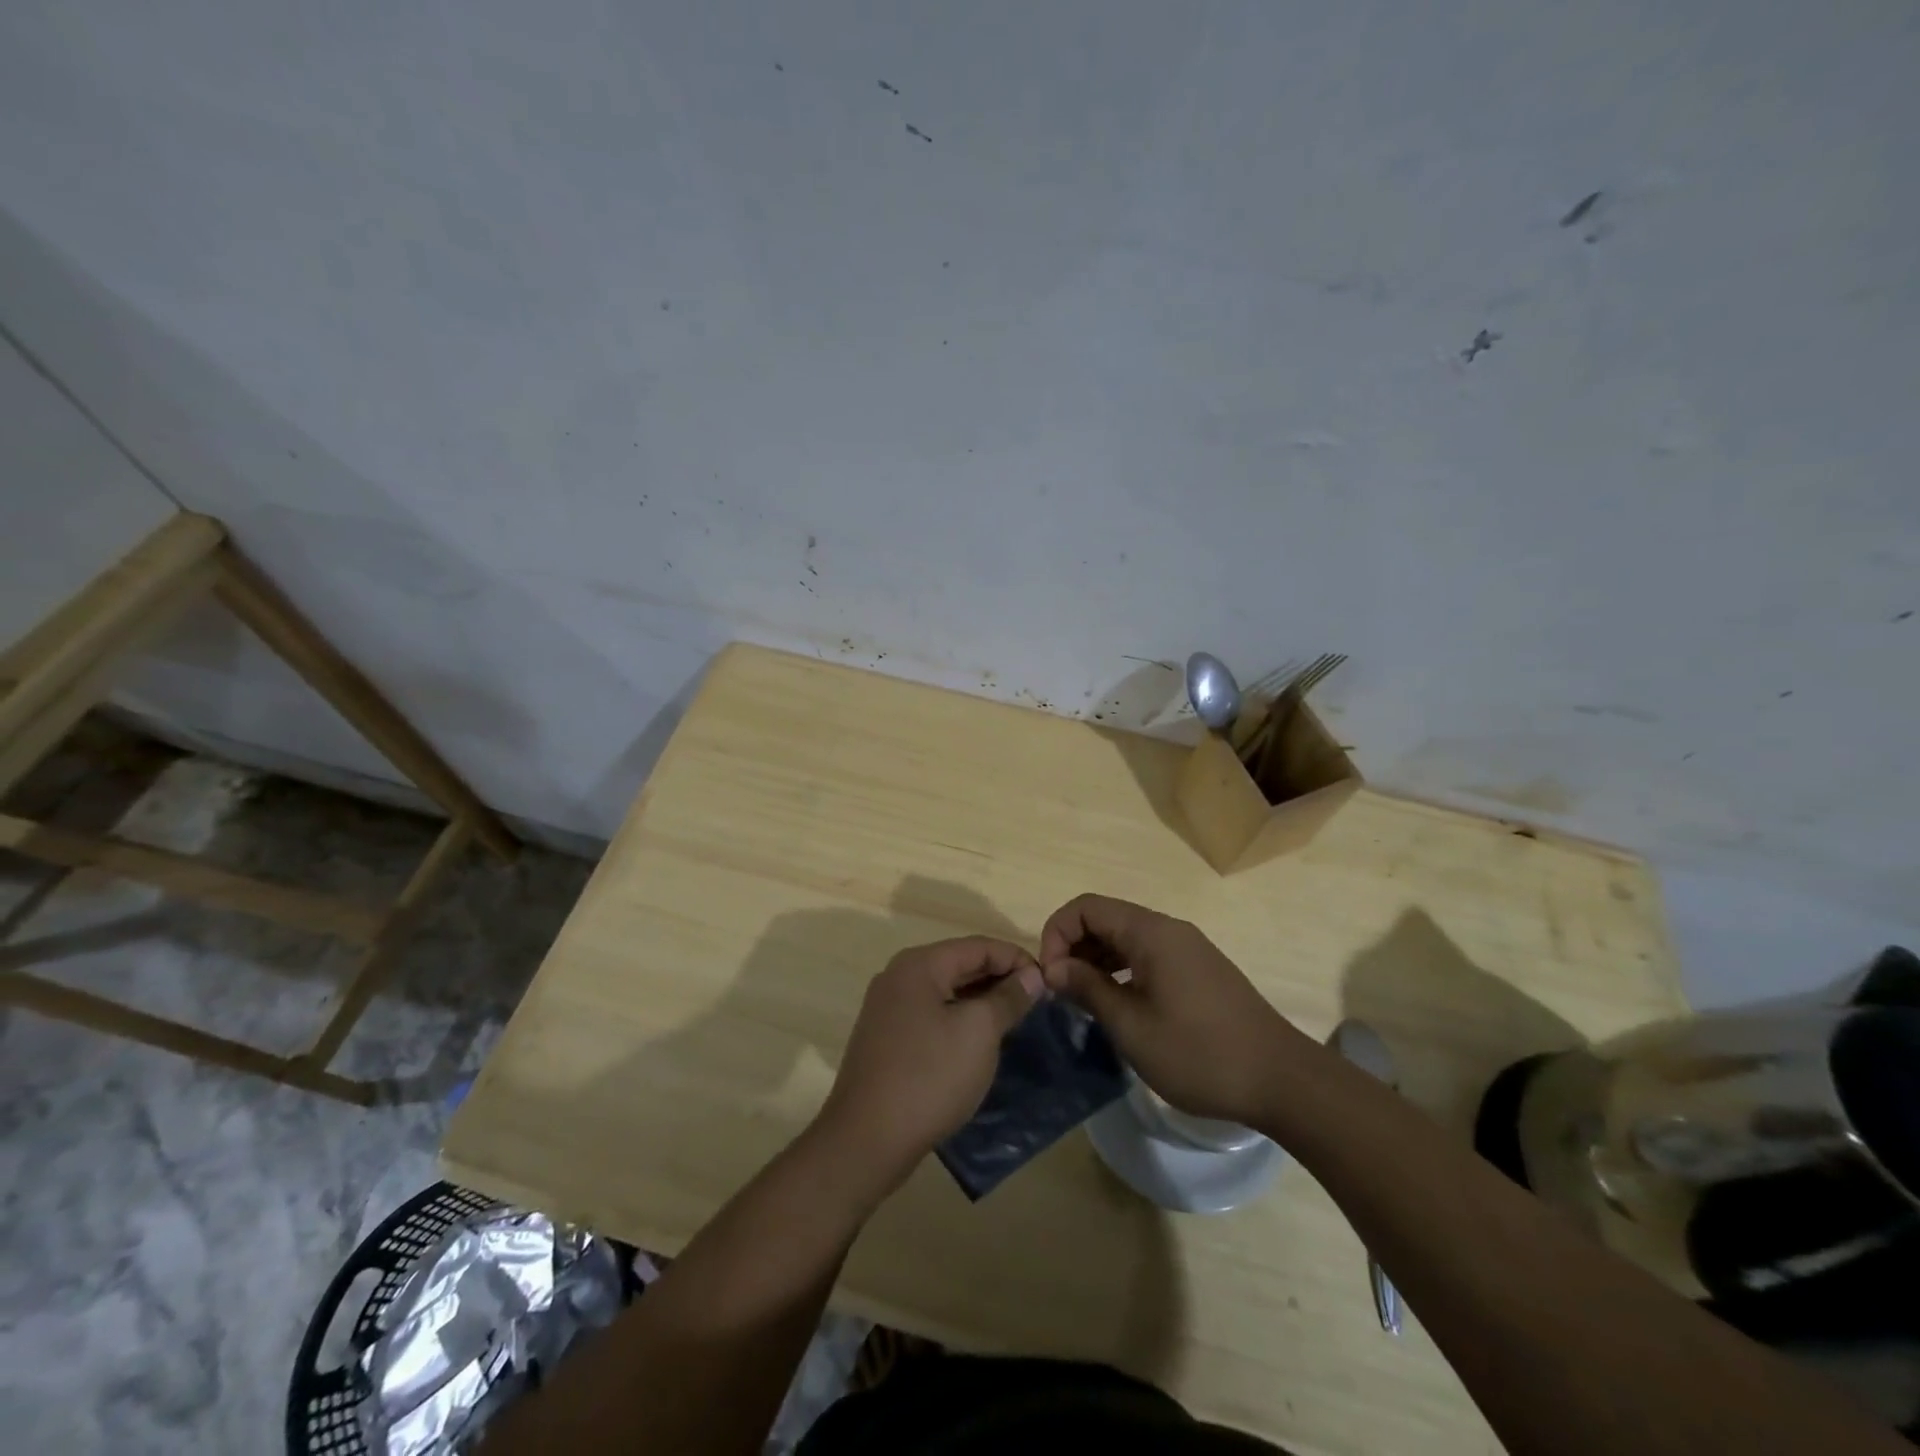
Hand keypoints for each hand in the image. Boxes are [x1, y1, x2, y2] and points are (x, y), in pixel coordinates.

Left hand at [817, 937, 1042, 1183]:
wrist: (866, 1140)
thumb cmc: (929, 1076)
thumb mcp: (979, 1032)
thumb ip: (1008, 998)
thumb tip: (1031, 975)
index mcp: (919, 964)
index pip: (978, 946)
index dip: (1017, 959)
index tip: (1049, 983)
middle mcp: (898, 976)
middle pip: (960, 964)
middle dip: (1000, 979)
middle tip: (1037, 1002)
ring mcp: (888, 1008)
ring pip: (946, 991)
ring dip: (981, 1000)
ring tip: (1016, 1020)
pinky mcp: (886, 1038)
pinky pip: (932, 1015)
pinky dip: (959, 1019)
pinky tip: (981, 1042)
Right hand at [1039, 894, 1303, 1126]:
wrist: (1282, 1080)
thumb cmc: (1199, 1053)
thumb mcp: (1131, 1025)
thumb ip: (1088, 989)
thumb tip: (1054, 968)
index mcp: (1150, 932)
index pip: (1085, 907)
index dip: (1057, 934)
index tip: (1050, 978)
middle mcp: (1168, 929)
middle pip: (1105, 918)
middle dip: (1074, 947)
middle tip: (1062, 993)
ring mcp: (1187, 948)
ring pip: (1126, 938)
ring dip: (1097, 960)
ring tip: (1084, 1002)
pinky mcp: (1198, 969)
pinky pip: (1147, 955)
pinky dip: (1122, 970)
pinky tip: (1118, 1005)